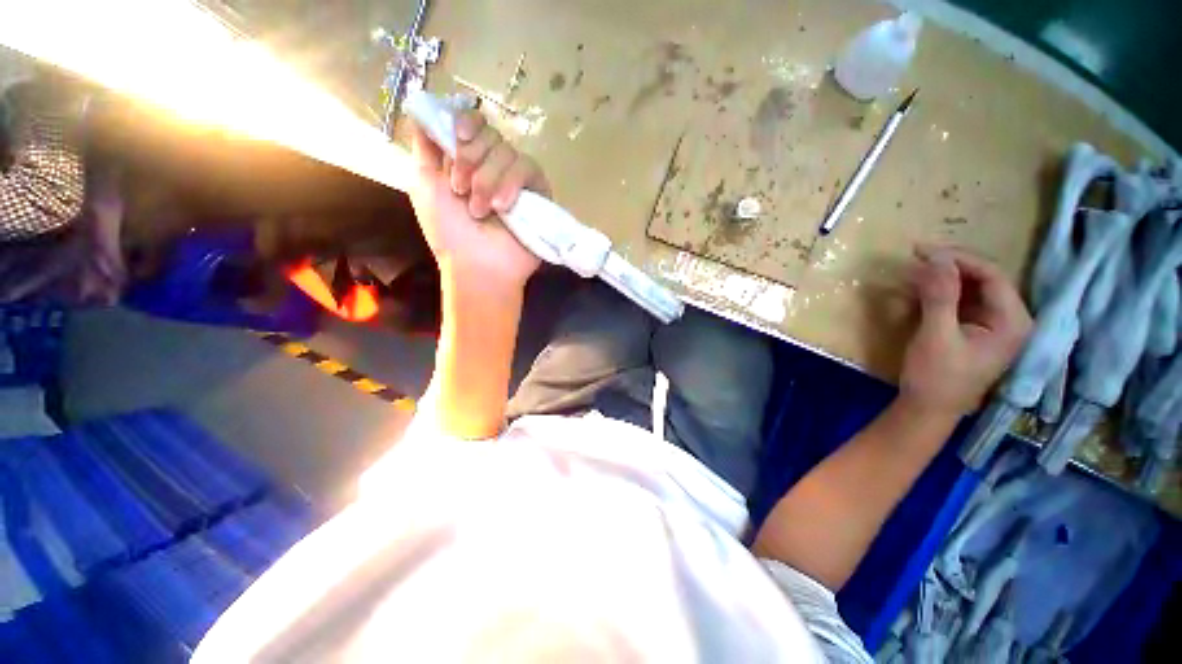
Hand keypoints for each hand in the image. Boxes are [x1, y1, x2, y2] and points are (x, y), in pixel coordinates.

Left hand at [406, 110, 550, 291]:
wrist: (479, 265)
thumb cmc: (449, 231)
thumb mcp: (423, 185)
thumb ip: (424, 147)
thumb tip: (425, 111)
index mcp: (467, 162)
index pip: (474, 123)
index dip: (467, 123)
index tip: (458, 138)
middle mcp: (493, 167)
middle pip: (490, 133)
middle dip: (471, 159)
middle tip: (460, 190)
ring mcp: (517, 180)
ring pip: (507, 151)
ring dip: (488, 179)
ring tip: (482, 210)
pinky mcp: (538, 193)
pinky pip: (529, 168)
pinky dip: (512, 183)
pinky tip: (504, 207)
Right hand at [900, 246, 1031, 416]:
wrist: (928, 409)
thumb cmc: (936, 377)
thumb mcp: (936, 336)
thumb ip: (940, 296)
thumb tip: (935, 258)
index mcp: (1012, 321)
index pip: (992, 276)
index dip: (959, 259)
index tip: (923, 250)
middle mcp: (1010, 319)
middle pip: (985, 279)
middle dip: (951, 266)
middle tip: (917, 256)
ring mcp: (994, 325)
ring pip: (973, 288)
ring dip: (945, 277)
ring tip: (915, 270)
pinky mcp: (976, 330)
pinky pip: (963, 301)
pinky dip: (942, 291)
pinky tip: (921, 289)